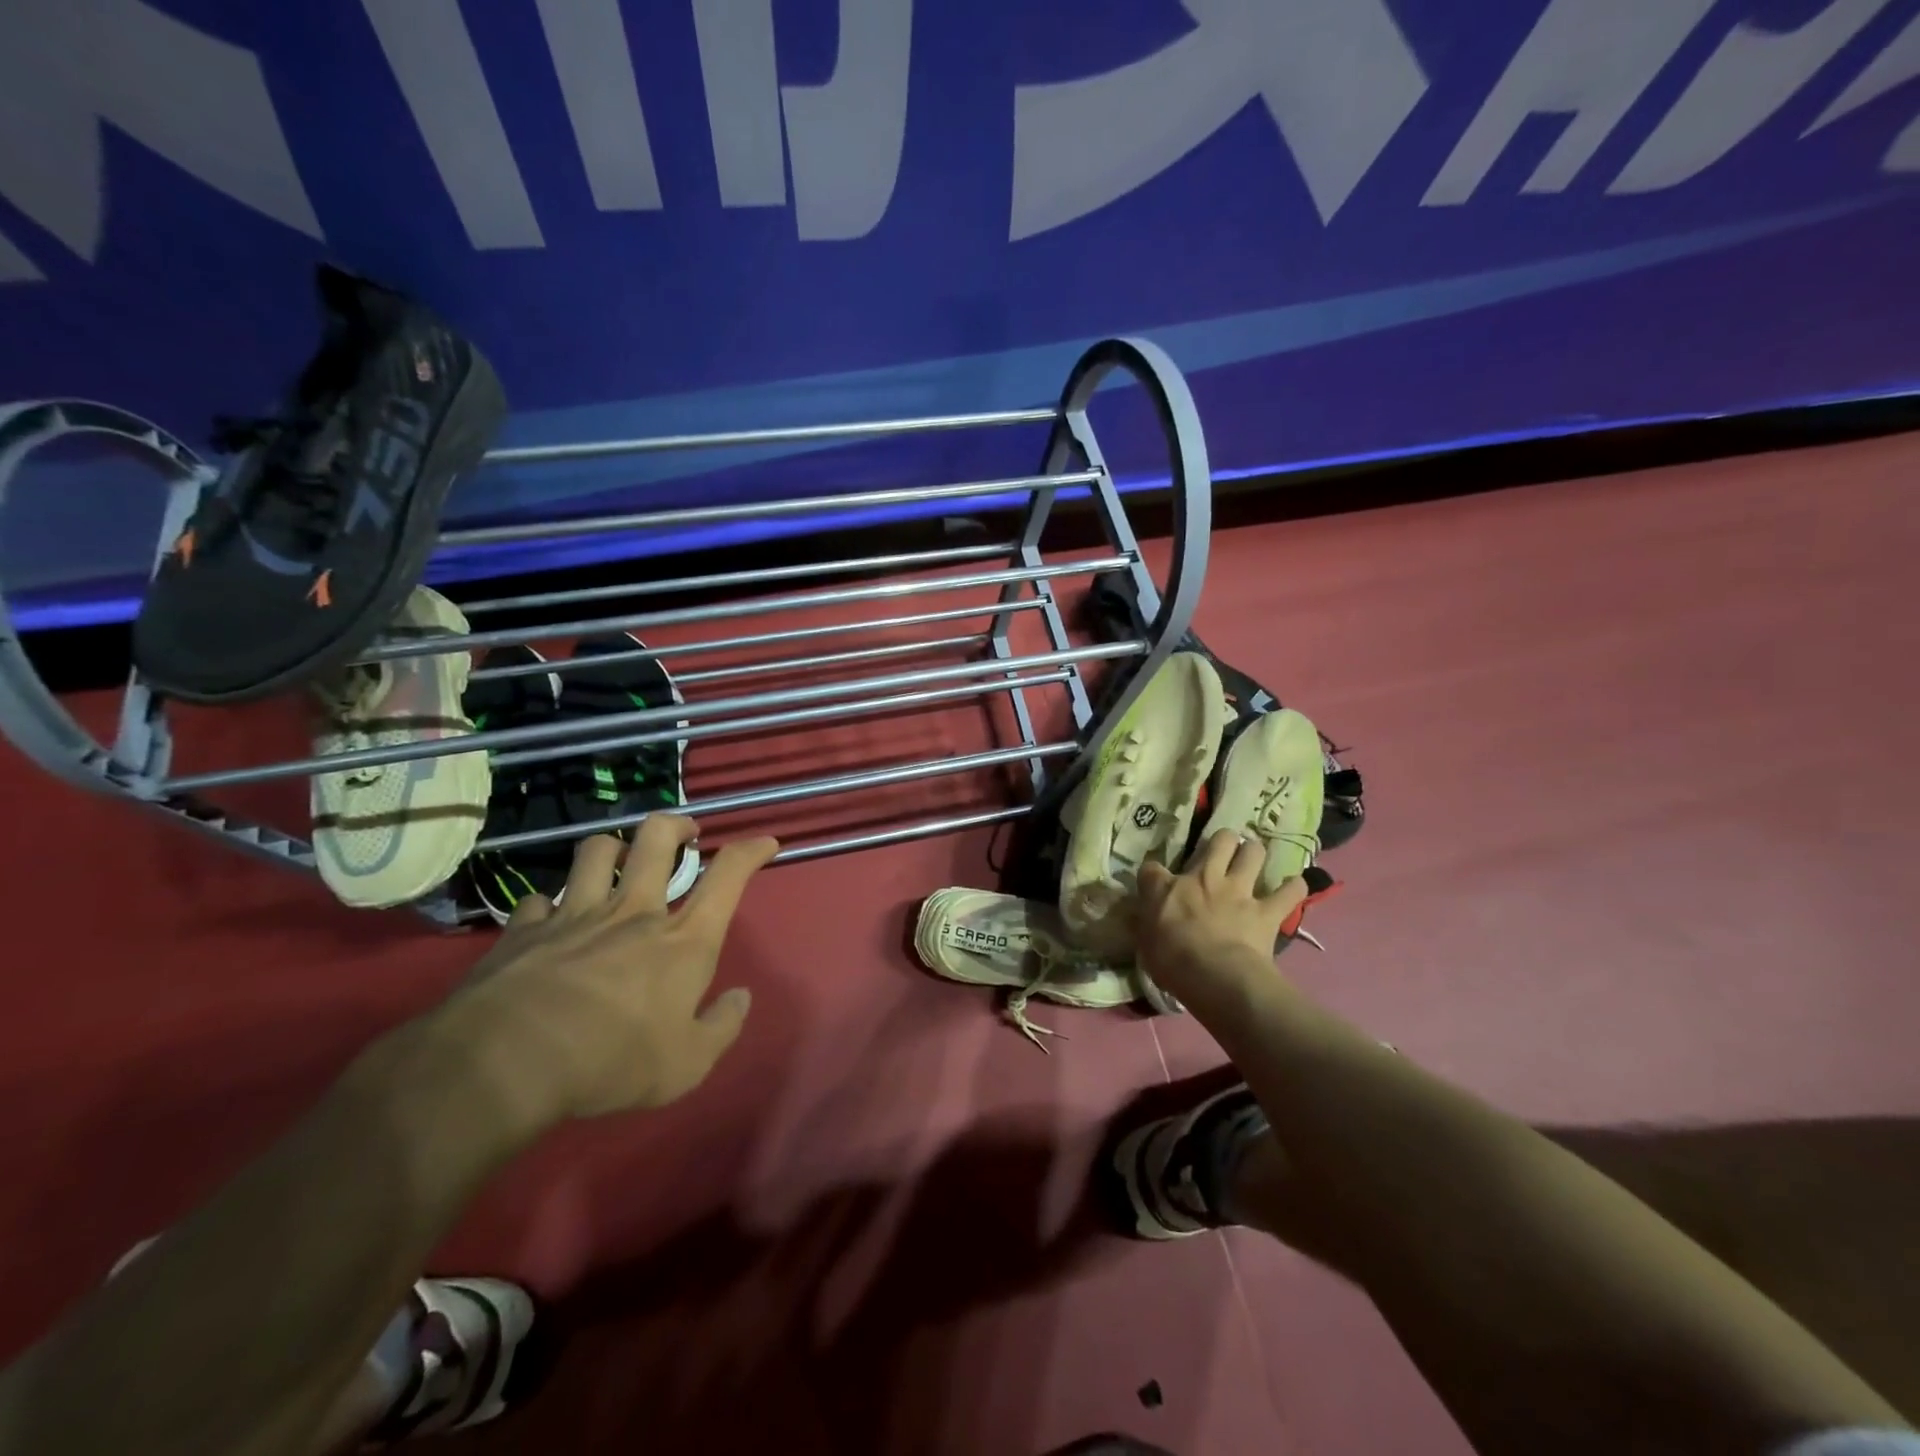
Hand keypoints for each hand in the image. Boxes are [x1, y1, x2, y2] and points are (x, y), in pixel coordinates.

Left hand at [438, 815, 776, 1123]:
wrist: (507, 1062)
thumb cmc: (612, 1061)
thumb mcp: (687, 1064)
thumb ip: (721, 1028)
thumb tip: (740, 998)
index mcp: (683, 940)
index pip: (728, 876)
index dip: (751, 851)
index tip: (766, 842)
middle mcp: (634, 912)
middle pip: (657, 839)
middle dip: (676, 825)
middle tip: (685, 834)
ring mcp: (576, 915)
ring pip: (597, 851)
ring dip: (613, 848)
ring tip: (618, 860)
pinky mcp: (525, 930)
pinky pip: (538, 900)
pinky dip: (548, 905)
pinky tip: (548, 919)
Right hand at [1136, 830, 1306, 1004]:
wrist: (1215, 976)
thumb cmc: (1172, 962)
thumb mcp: (1144, 944)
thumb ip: (1144, 925)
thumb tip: (1135, 916)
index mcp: (1167, 888)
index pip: (1151, 869)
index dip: (1153, 874)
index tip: (1155, 883)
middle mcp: (1204, 878)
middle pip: (1219, 840)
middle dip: (1223, 841)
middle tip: (1222, 852)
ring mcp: (1239, 890)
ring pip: (1253, 853)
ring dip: (1255, 854)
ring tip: (1254, 859)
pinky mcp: (1267, 910)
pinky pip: (1289, 892)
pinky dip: (1293, 888)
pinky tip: (1295, 886)